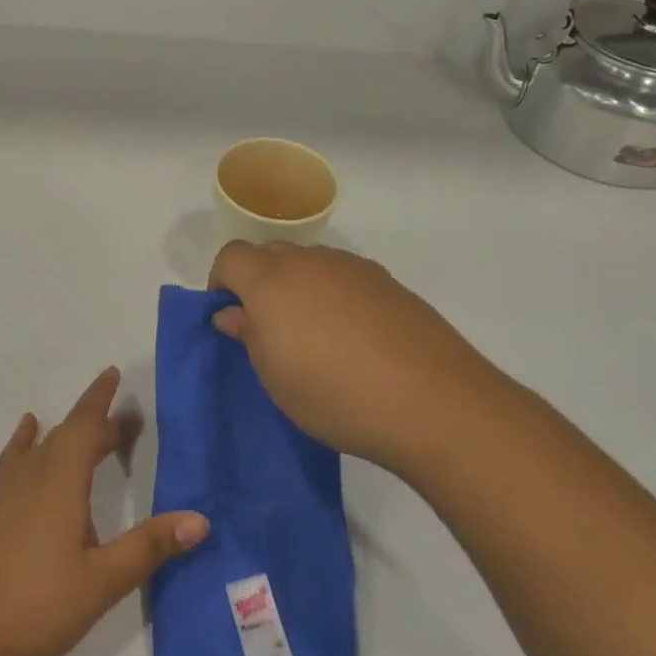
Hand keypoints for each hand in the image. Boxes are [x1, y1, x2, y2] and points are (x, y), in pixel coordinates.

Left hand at [0, 368, 209, 655]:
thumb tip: (200, 519)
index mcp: (60, 479)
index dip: (102, 400)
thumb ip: (149, 547)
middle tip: (124, 423)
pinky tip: (26, 440)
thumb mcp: (103, 581)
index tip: (114, 374)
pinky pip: (12, 460)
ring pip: (39, 445)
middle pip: (66, 433)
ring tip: (83, 430)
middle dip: (95, 423)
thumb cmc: (39, 608)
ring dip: (65, 434)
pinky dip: (25, 443)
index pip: (86, 425)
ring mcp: (1, 490)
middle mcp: (29, 473)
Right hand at [209, 242, 493, 473]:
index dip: (222, 282)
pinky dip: (335, 294)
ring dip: (298, 286)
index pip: (231, 256)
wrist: (432, 401)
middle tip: (269, 329)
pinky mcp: (387, 282)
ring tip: (315, 335)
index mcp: (271, 279)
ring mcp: (352, 267)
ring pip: (309, 263)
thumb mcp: (275, 377)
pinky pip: (344, 276)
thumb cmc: (335, 394)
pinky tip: (354, 336)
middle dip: (259, 282)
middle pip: (269, 253)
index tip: (230, 317)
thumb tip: (232, 313)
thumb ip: (248, 335)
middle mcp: (309, 261)